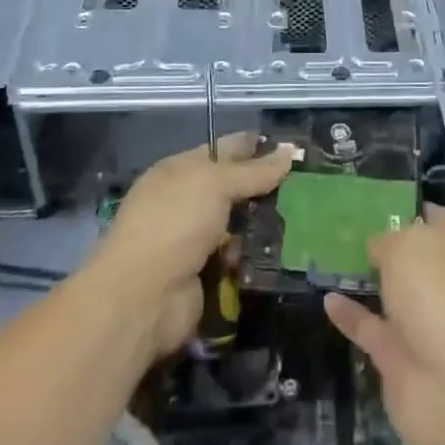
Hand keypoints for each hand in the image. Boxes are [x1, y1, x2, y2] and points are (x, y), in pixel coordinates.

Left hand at [93, 132, 294, 358]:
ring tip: (300, 219)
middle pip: (232, 188)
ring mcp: (193, 239)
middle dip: (263, 188)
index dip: (253, 146)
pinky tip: (281, 252)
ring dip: (262, 224)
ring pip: (237, 223)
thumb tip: (289, 151)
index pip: (222, 149)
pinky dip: (253, 256)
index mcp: (179, 170)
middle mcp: (185, 202)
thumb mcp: (215, 184)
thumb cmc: (174, 224)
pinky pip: (236, 257)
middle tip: (303, 187)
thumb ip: (253, 170)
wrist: (142, 299)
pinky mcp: (204, 274)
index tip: (289, 148)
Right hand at [324, 206, 444, 444]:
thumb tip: (377, 247)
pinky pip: (372, 329)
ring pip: (394, 295)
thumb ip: (388, 241)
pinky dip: (352, 316)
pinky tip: (327, 300)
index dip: (407, 209)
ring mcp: (428, 324)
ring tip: (330, 261)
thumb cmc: (444, 297)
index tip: (374, 201)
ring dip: (368, 282)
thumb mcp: (409, 247)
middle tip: (346, 229)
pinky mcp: (403, 361)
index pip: (435, 219)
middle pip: (414, 258)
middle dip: (386, 246)